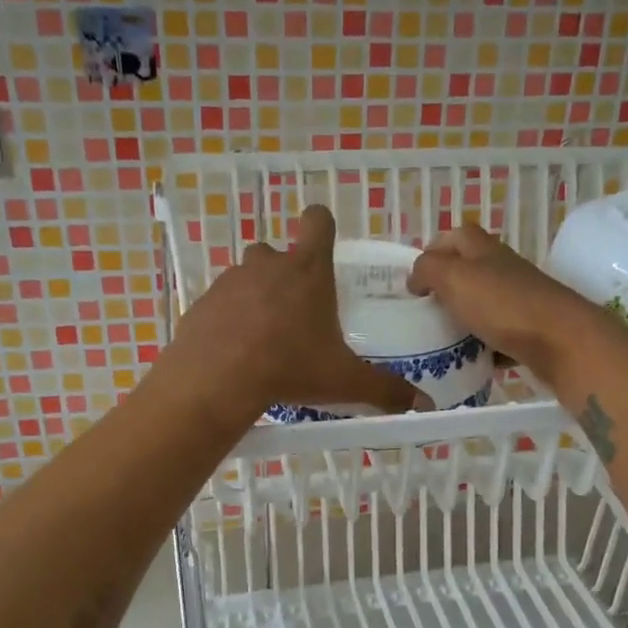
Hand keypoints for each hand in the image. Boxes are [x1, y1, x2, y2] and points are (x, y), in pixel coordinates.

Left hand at [160, 205, 421, 424]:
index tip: (323, 245)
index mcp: (307, 270)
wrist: (217, 380)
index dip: (322, 226)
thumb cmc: (289, 367)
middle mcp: (267, 265)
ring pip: (246, 276)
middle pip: (276, 251)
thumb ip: (385, 390)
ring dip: (255, 297)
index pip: (318, 221)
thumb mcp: (343, 381)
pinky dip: (228, 320)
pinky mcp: (203, 302)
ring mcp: (230, 281)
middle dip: (285, 274)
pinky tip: (234, 352)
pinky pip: (220, 304)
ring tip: (263, 337)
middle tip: (294, 313)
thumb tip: (424, 406)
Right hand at [407, 224, 607, 383]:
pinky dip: (484, 344)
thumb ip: (428, 269)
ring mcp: (520, 298)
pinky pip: (499, 333)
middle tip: (425, 312)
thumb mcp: (454, 278)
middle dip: (445, 289)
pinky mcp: (530, 328)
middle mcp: (503, 268)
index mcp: (483, 249)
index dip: (433, 251)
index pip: (455, 236)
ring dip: (463, 318)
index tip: (414, 281)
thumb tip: (417, 277)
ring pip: (483, 303)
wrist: (560, 341)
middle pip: (469, 271)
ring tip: (442, 338)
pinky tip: (472, 359)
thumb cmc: (502, 304)